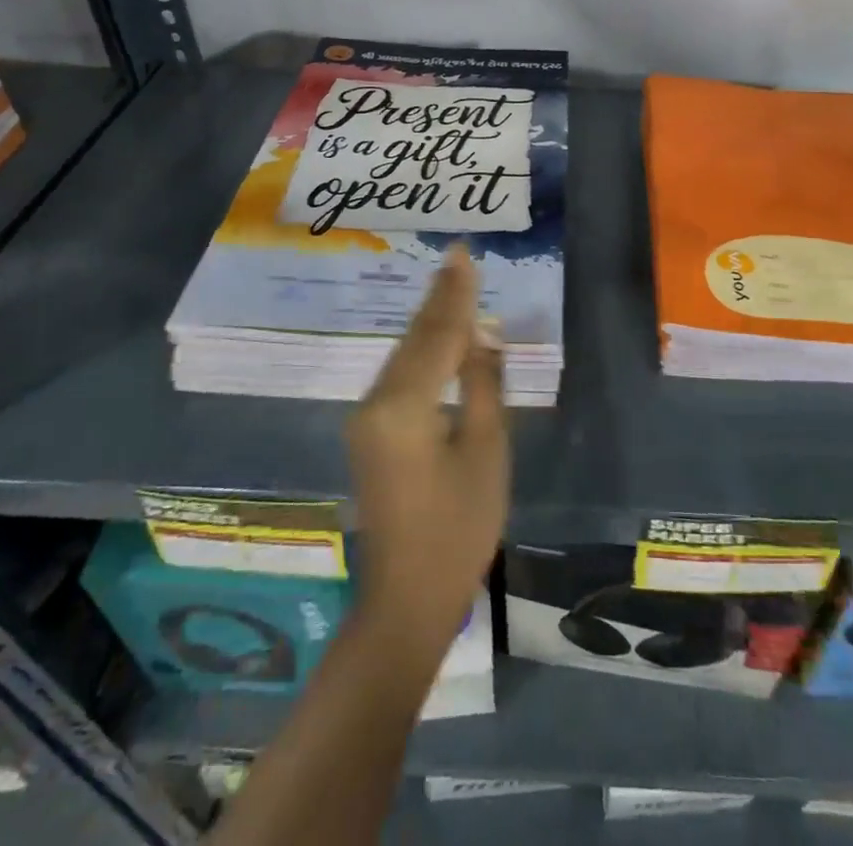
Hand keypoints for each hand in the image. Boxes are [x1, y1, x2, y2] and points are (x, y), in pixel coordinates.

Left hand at [346, 247, 508, 649]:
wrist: (407, 599)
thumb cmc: (459, 529)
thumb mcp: (485, 451)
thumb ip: (483, 383)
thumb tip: (483, 333)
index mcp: (403, 406)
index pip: (437, 335)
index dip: (455, 293)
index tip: (463, 253)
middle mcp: (375, 402)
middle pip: (415, 339)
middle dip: (440, 298)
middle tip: (458, 257)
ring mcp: (367, 418)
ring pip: (404, 355)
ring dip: (431, 321)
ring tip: (453, 283)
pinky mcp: (370, 432)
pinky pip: (399, 376)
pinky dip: (422, 349)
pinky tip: (437, 334)